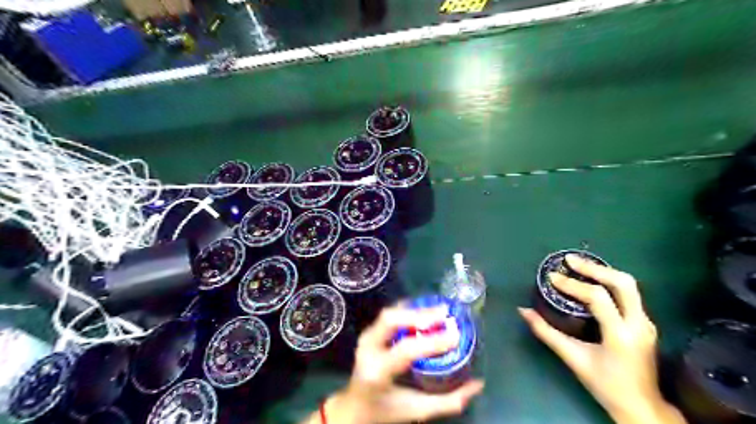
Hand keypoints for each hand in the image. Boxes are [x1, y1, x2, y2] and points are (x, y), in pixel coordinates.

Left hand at [315, 306, 483, 421]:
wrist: (354, 407)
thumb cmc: (385, 411)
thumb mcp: (417, 410)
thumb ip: (448, 401)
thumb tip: (477, 384)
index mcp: (377, 372)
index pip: (405, 351)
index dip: (432, 341)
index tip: (456, 335)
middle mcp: (368, 349)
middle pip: (390, 320)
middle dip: (419, 314)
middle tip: (445, 313)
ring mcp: (365, 338)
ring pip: (390, 314)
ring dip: (415, 309)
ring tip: (438, 310)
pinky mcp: (368, 332)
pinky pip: (389, 315)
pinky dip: (407, 310)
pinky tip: (423, 310)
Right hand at [520, 254, 686, 423]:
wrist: (642, 407)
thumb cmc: (606, 385)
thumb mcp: (573, 358)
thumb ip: (546, 332)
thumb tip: (523, 311)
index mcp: (621, 334)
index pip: (598, 298)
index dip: (572, 285)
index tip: (551, 277)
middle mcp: (639, 323)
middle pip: (623, 283)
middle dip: (594, 268)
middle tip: (569, 260)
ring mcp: (646, 322)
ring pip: (630, 285)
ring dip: (603, 271)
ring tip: (578, 265)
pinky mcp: (645, 323)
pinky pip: (629, 294)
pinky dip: (609, 282)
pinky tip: (592, 281)